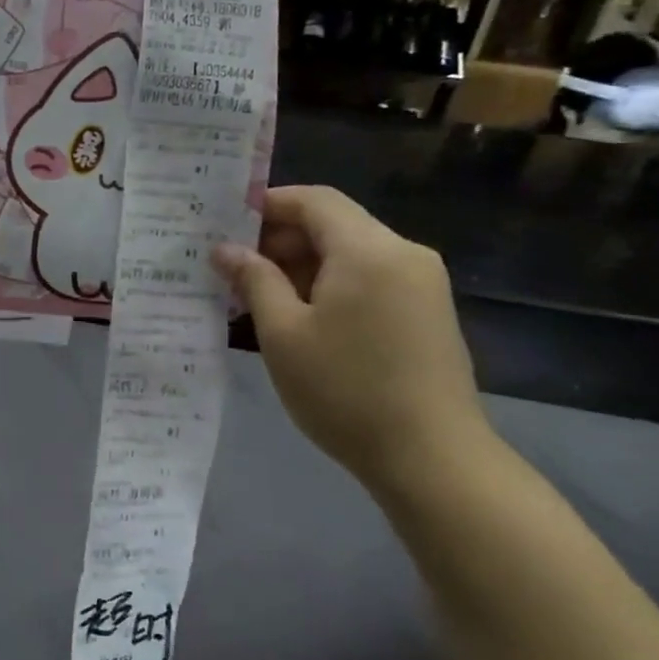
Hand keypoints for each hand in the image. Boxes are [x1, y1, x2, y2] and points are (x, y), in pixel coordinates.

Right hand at [212, 186, 484, 480]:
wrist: (433, 459)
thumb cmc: (345, 390)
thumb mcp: (283, 333)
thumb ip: (254, 280)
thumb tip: (226, 249)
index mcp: (368, 250)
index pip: (314, 200)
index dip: (268, 204)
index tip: (226, 224)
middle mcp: (402, 254)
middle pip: (334, 224)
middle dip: (281, 239)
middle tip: (233, 268)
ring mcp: (422, 284)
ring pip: (351, 253)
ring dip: (303, 264)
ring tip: (259, 296)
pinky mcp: (427, 312)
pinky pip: (370, 278)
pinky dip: (331, 284)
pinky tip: (301, 317)